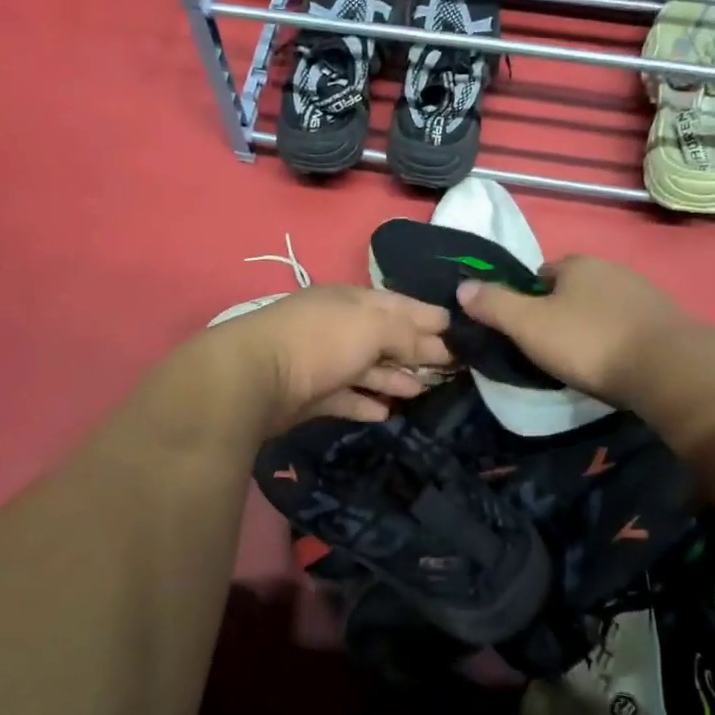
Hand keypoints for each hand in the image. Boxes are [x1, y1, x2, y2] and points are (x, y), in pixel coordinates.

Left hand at [206, 285, 453, 432]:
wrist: (255, 378)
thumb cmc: (321, 341)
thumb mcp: (373, 327)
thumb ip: (408, 335)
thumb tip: (441, 345)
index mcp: (351, 301)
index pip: (398, 304)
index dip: (429, 317)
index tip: (459, 330)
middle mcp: (337, 327)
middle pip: (384, 338)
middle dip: (416, 351)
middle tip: (450, 368)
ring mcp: (321, 362)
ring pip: (366, 369)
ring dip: (394, 379)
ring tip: (422, 392)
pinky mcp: (309, 395)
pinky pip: (345, 398)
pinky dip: (365, 403)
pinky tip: (386, 413)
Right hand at [456, 255, 688, 405]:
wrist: (666, 369)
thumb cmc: (588, 342)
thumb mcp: (528, 326)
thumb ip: (494, 305)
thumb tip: (462, 287)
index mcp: (577, 264)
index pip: (541, 274)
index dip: (527, 300)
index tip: (524, 330)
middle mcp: (612, 269)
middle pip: (573, 290)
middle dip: (560, 313)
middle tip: (550, 348)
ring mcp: (643, 293)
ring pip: (602, 308)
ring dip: (590, 327)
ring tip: (582, 360)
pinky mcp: (666, 320)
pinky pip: (628, 326)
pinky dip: (617, 340)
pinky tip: (614, 364)